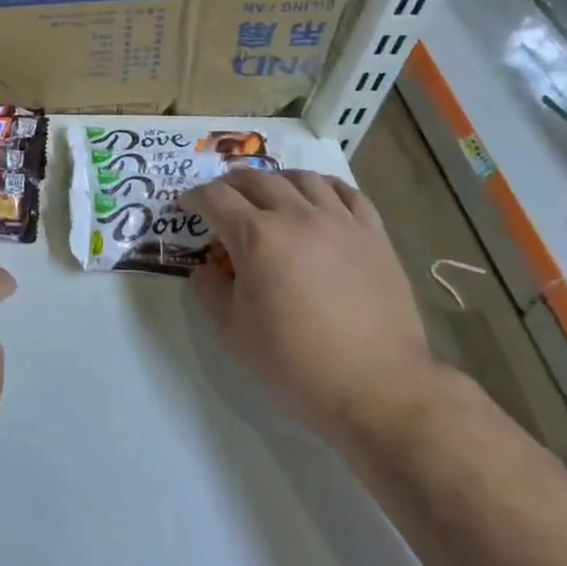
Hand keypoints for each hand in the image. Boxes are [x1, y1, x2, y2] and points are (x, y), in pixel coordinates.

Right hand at [182, 168, 439, 444]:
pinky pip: (347, 192)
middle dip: (230, 184)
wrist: (379, 388)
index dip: (194, 197)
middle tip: (222, 198)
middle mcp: (295, 215)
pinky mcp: (373, 234)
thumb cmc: (297, 363)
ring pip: (301, 177)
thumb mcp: (234, 332)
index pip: (214, 198)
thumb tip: (204, 269)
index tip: (187, 205)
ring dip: (276, 180)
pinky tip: (318, 198)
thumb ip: (209, 292)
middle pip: (255, 178)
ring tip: (270, 194)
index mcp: (256, 236)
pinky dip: (324, 187)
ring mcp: (338, 220)